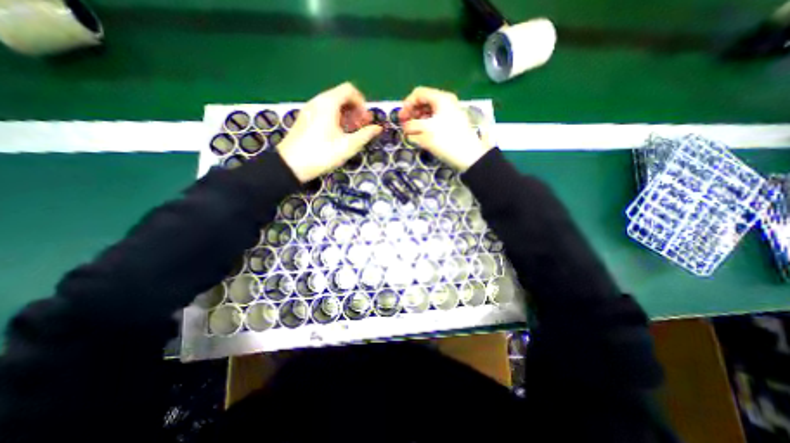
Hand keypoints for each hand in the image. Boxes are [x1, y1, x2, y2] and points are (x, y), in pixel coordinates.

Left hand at [278, 83, 381, 183]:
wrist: (291, 165)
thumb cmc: (322, 154)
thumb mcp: (347, 146)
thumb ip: (365, 135)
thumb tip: (378, 128)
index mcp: (328, 103)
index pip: (349, 90)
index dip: (362, 103)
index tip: (366, 119)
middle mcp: (318, 101)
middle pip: (341, 96)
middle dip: (355, 109)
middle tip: (362, 125)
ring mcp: (310, 109)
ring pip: (332, 104)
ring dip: (346, 114)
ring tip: (353, 131)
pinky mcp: (305, 118)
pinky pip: (324, 111)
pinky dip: (336, 118)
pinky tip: (339, 133)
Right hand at [398, 87, 490, 171]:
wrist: (469, 156)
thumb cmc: (447, 140)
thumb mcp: (426, 131)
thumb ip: (411, 126)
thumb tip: (405, 127)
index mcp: (441, 98)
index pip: (418, 93)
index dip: (407, 104)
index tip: (400, 119)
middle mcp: (446, 102)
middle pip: (424, 102)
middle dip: (412, 112)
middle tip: (405, 125)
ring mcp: (450, 113)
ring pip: (429, 112)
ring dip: (418, 120)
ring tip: (413, 132)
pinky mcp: (451, 124)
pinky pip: (435, 120)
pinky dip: (426, 125)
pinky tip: (423, 135)